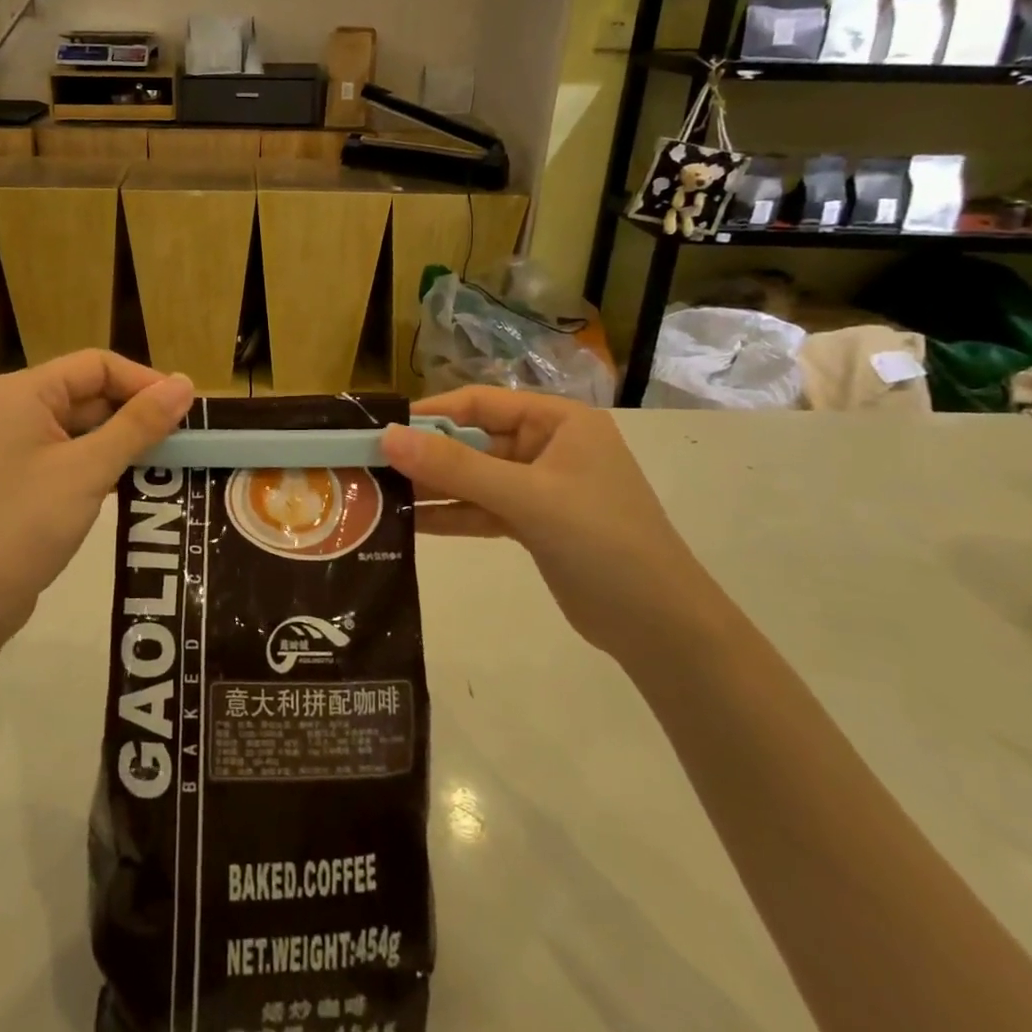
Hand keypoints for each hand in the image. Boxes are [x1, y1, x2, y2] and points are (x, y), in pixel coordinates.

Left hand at [0, 351, 193, 639]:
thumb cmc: (24, 524)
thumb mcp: (88, 470)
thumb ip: (139, 424)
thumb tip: (186, 383)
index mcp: (23, 392)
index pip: (96, 365)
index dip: (144, 381)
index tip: (186, 409)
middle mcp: (17, 408)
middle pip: (91, 392)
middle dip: (137, 412)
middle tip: (185, 439)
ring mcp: (17, 444)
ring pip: (85, 426)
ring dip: (125, 440)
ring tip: (171, 460)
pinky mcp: (22, 476)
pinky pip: (73, 454)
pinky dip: (105, 462)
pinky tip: (137, 481)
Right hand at [381, 387, 722, 659]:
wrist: (661, 628)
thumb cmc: (603, 542)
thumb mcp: (527, 498)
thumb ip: (456, 468)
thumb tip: (387, 438)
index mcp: (558, 421)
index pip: (480, 403)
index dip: (430, 414)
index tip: (380, 429)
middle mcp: (547, 446)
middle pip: (472, 440)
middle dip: (425, 455)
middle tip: (370, 466)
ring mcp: (539, 487)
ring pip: (473, 478)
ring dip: (432, 487)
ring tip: (378, 495)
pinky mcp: (533, 523)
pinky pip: (480, 509)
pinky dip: (449, 515)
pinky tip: (408, 523)